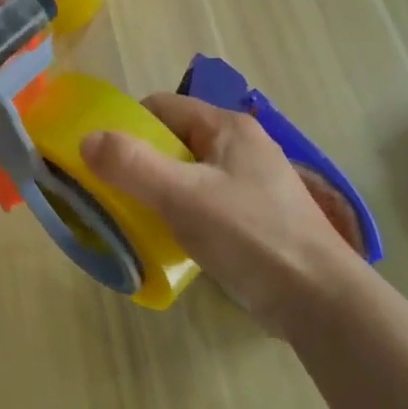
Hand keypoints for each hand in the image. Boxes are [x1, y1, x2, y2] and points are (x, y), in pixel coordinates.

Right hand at [81, 93, 365, 337]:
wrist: (321, 301)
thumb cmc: (249, 236)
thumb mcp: (182, 196)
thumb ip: (131, 165)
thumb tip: (86, 139)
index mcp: (227, 127)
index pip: (162, 107)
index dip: (127, 126)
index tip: (102, 158)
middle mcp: (241, 147)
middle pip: (173, 140)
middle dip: (140, 162)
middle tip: (114, 193)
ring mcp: (252, 183)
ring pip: (188, 174)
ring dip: (159, 192)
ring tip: (137, 219)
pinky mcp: (257, 218)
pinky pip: (205, 202)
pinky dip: (182, 215)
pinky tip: (171, 240)